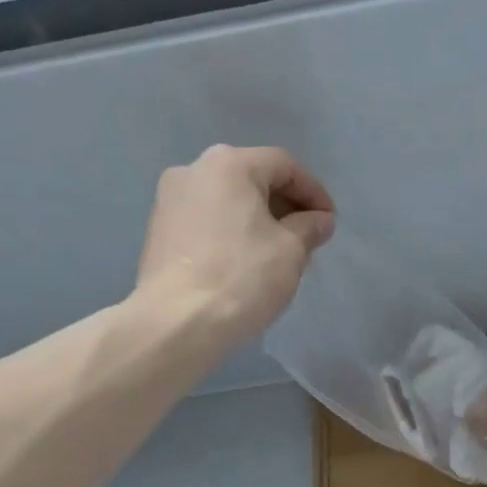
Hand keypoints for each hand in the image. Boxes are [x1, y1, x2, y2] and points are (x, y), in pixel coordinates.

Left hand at [136, 145, 335, 351]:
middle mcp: (193, 170)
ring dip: (257, 221)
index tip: (329, 223)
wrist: (176, 323)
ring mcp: (168, 201)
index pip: (284, 165)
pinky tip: (245, 264)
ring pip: (227, 202)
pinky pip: (206, 222)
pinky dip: (231, 234)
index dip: (314, 192)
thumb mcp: (291, 251)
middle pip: (252, 179)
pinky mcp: (158, 232)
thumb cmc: (241, 277)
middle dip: (284, 206)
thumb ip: (309, 228)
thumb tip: (319, 220)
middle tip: (307, 238)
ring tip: (278, 255)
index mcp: (228, 164)